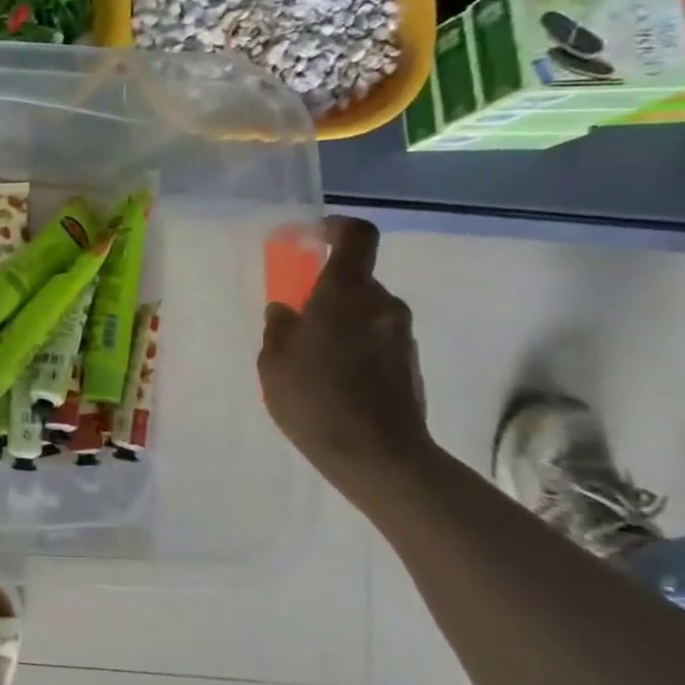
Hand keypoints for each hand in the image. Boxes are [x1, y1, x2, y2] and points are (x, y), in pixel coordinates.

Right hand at [257, 216, 431, 483]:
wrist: (379, 456)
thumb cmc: (315, 400)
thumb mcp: (273, 363)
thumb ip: (278, 328)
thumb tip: (285, 309)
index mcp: (345, 294)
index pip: (357, 237)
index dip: (337, 227)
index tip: (313, 236)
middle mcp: (381, 305)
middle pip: (356, 279)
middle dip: (328, 291)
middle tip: (298, 319)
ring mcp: (401, 335)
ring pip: (366, 311)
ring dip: (341, 321)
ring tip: (312, 357)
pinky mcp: (410, 363)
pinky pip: (377, 337)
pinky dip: (356, 345)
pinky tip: (334, 378)